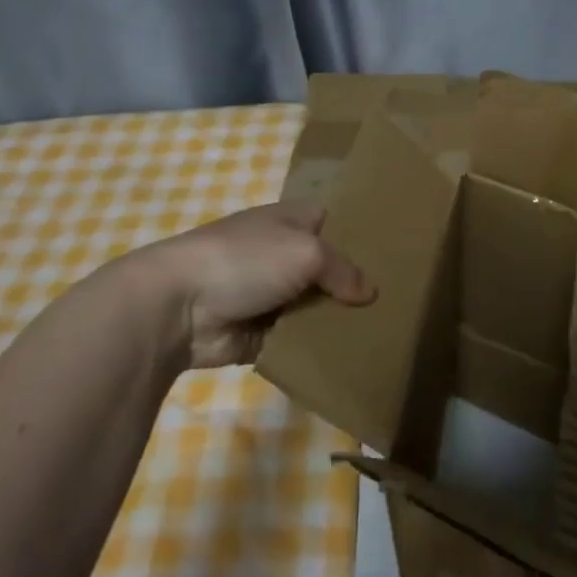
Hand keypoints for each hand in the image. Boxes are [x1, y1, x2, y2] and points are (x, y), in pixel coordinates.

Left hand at [116, 203, 374, 367]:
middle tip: (400, 302)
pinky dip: (317, 347)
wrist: (176, 306)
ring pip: (318, 307)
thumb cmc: (244, 260)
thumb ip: (343, 270)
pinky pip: (299, 339)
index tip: (397, 254)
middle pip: (331, 269)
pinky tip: (353, 355)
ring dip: (339, 320)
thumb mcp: (305, 252)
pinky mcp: (262, 333)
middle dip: (357, 285)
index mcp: (291, 220)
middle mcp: (284, 254)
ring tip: (385, 332)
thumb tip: (370, 293)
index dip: (363, 234)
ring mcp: (272, 295)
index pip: (336, 221)